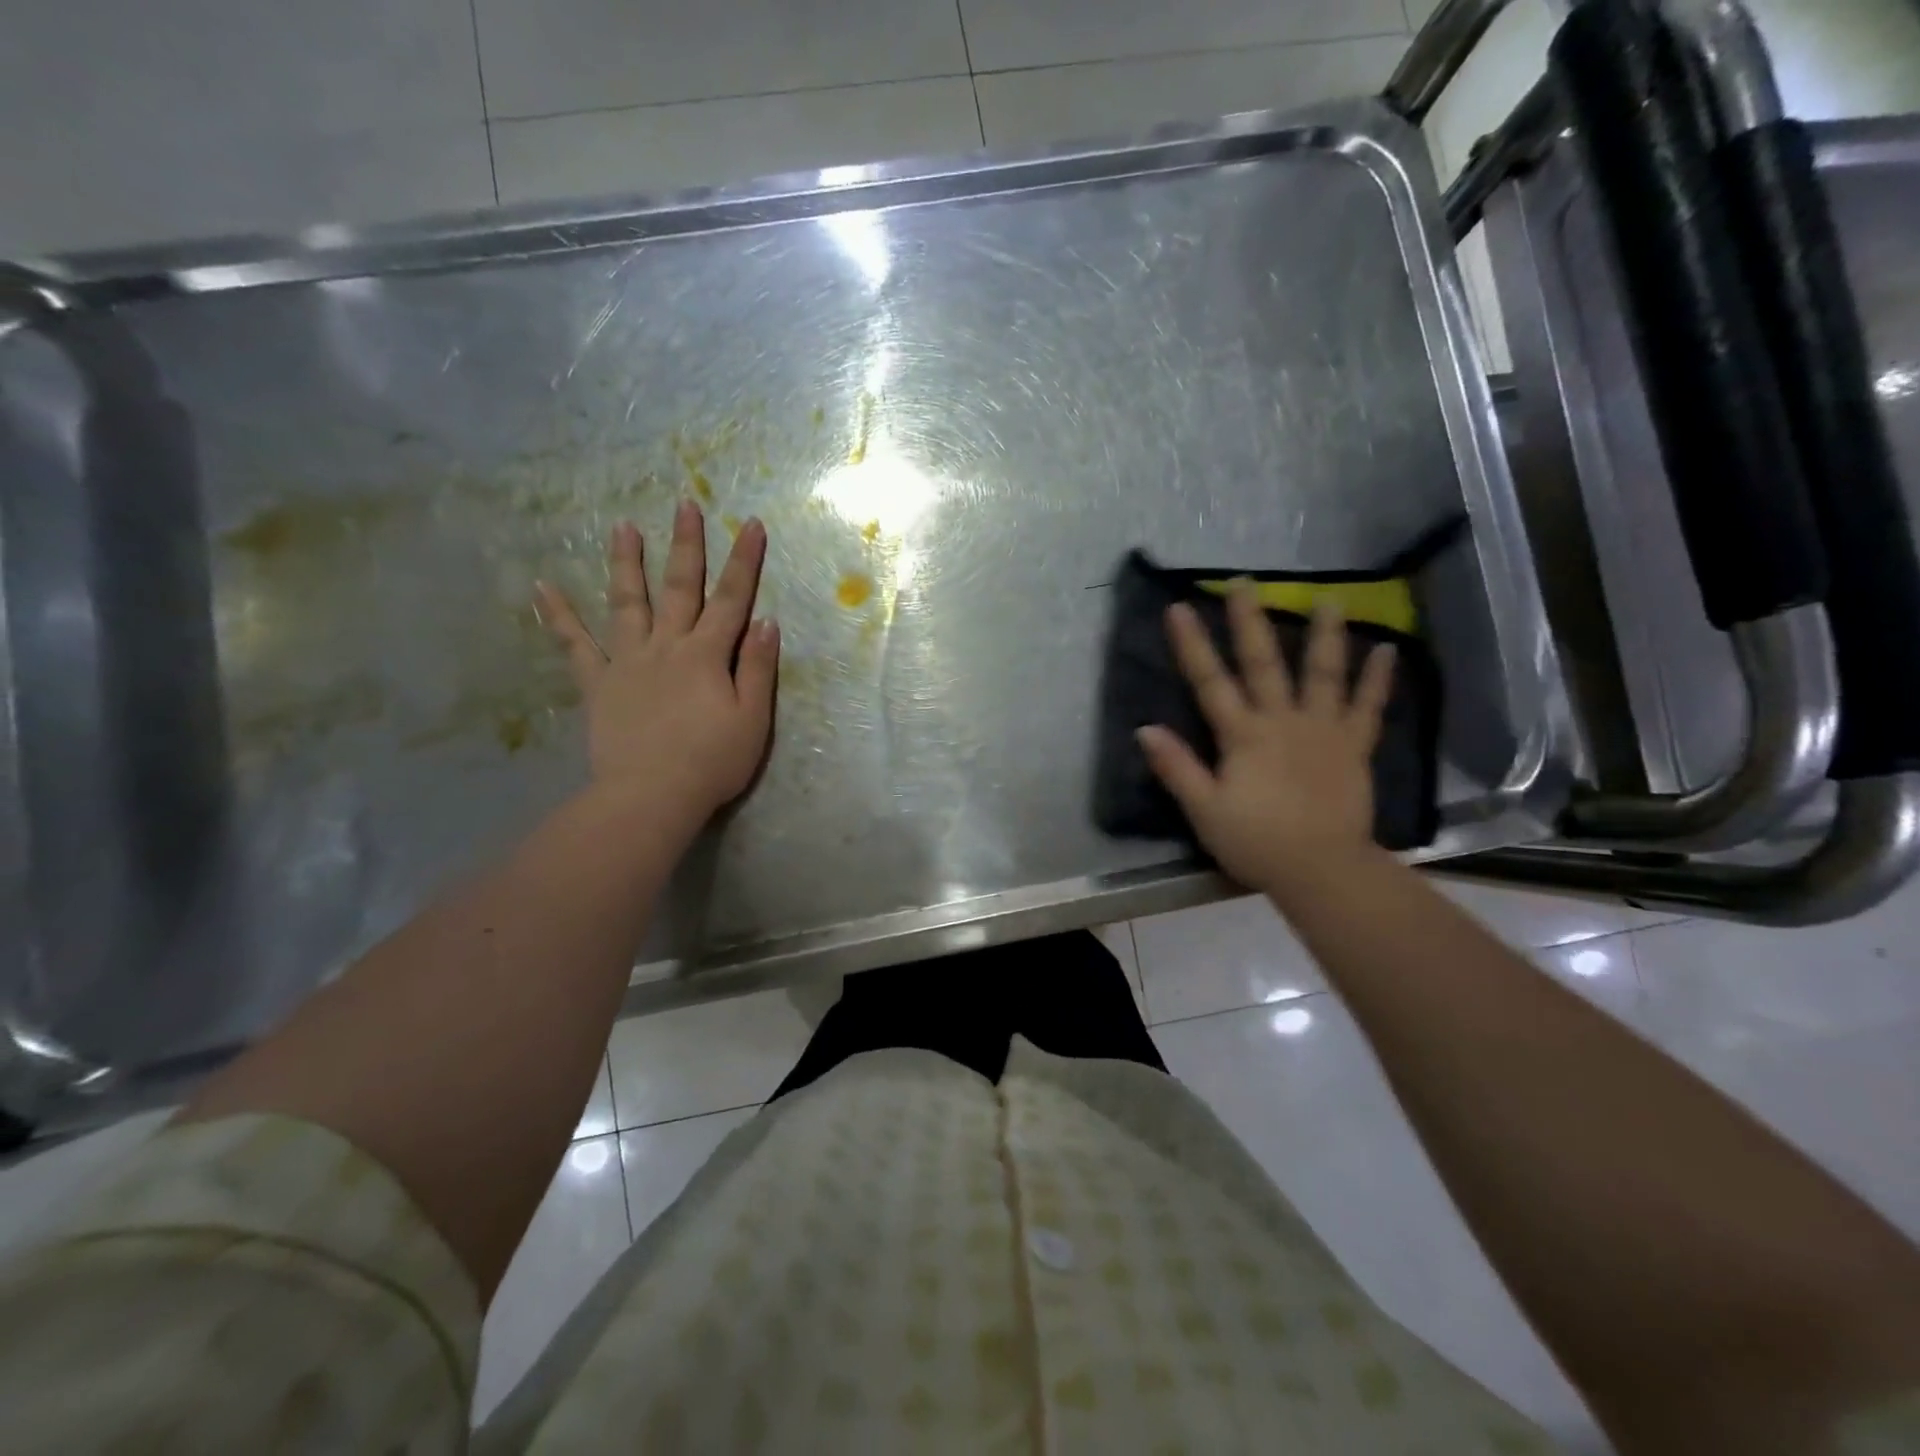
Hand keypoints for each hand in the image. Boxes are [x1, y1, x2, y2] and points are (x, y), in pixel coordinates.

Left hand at [535, 501, 777, 824]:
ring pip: (627, 602)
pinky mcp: (598, 684)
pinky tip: (542, 587)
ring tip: (620, 526)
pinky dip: (558, 615)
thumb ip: (758, 668)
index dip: (744, 561)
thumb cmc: (712, 762)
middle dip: (686, 545)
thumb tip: (766, 620)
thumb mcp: (752, 719)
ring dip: (626, 562)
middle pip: (679, 588)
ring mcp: (627, 662)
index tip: (752, 523)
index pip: (732, 599)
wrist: (651, 796)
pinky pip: (575, 645)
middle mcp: (667, 646)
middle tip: (685, 504)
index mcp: (707, 655)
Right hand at [1137, 587, 1394, 896]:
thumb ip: (1177, 767)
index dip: (1193, 645)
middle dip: (1249, 621)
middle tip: (1244, 582)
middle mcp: (1282, 721)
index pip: (1210, 683)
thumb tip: (1145, 728)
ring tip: (1329, 600)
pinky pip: (1368, 708)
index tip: (1180, 608)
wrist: (1321, 869)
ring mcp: (1322, 730)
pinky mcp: (1353, 747)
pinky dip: (1377, 680)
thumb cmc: (1255, 841)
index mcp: (1242, 736)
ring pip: (1322, 674)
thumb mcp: (1204, 809)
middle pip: (1263, 664)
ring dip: (1324, 636)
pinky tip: (1387, 650)